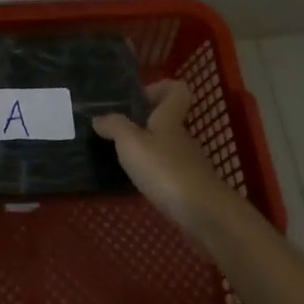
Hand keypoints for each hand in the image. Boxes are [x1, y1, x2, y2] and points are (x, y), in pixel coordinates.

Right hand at [94, 81, 228, 234]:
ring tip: (123, 164)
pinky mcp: (191, 189)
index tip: (138, 100)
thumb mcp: (131, 143)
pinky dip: (154, 177)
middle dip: (144, 125)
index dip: (160, 88)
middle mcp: (182, 137)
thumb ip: (114, 126)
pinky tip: (139, 188)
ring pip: (167, 148)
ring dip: (147, 153)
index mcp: (170, 119)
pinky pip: (169, 174)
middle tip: (118, 136)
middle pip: (168, 121)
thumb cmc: (165, 170)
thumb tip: (99, 118)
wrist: (204, 215)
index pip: (177, 90)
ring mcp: (189, 164)